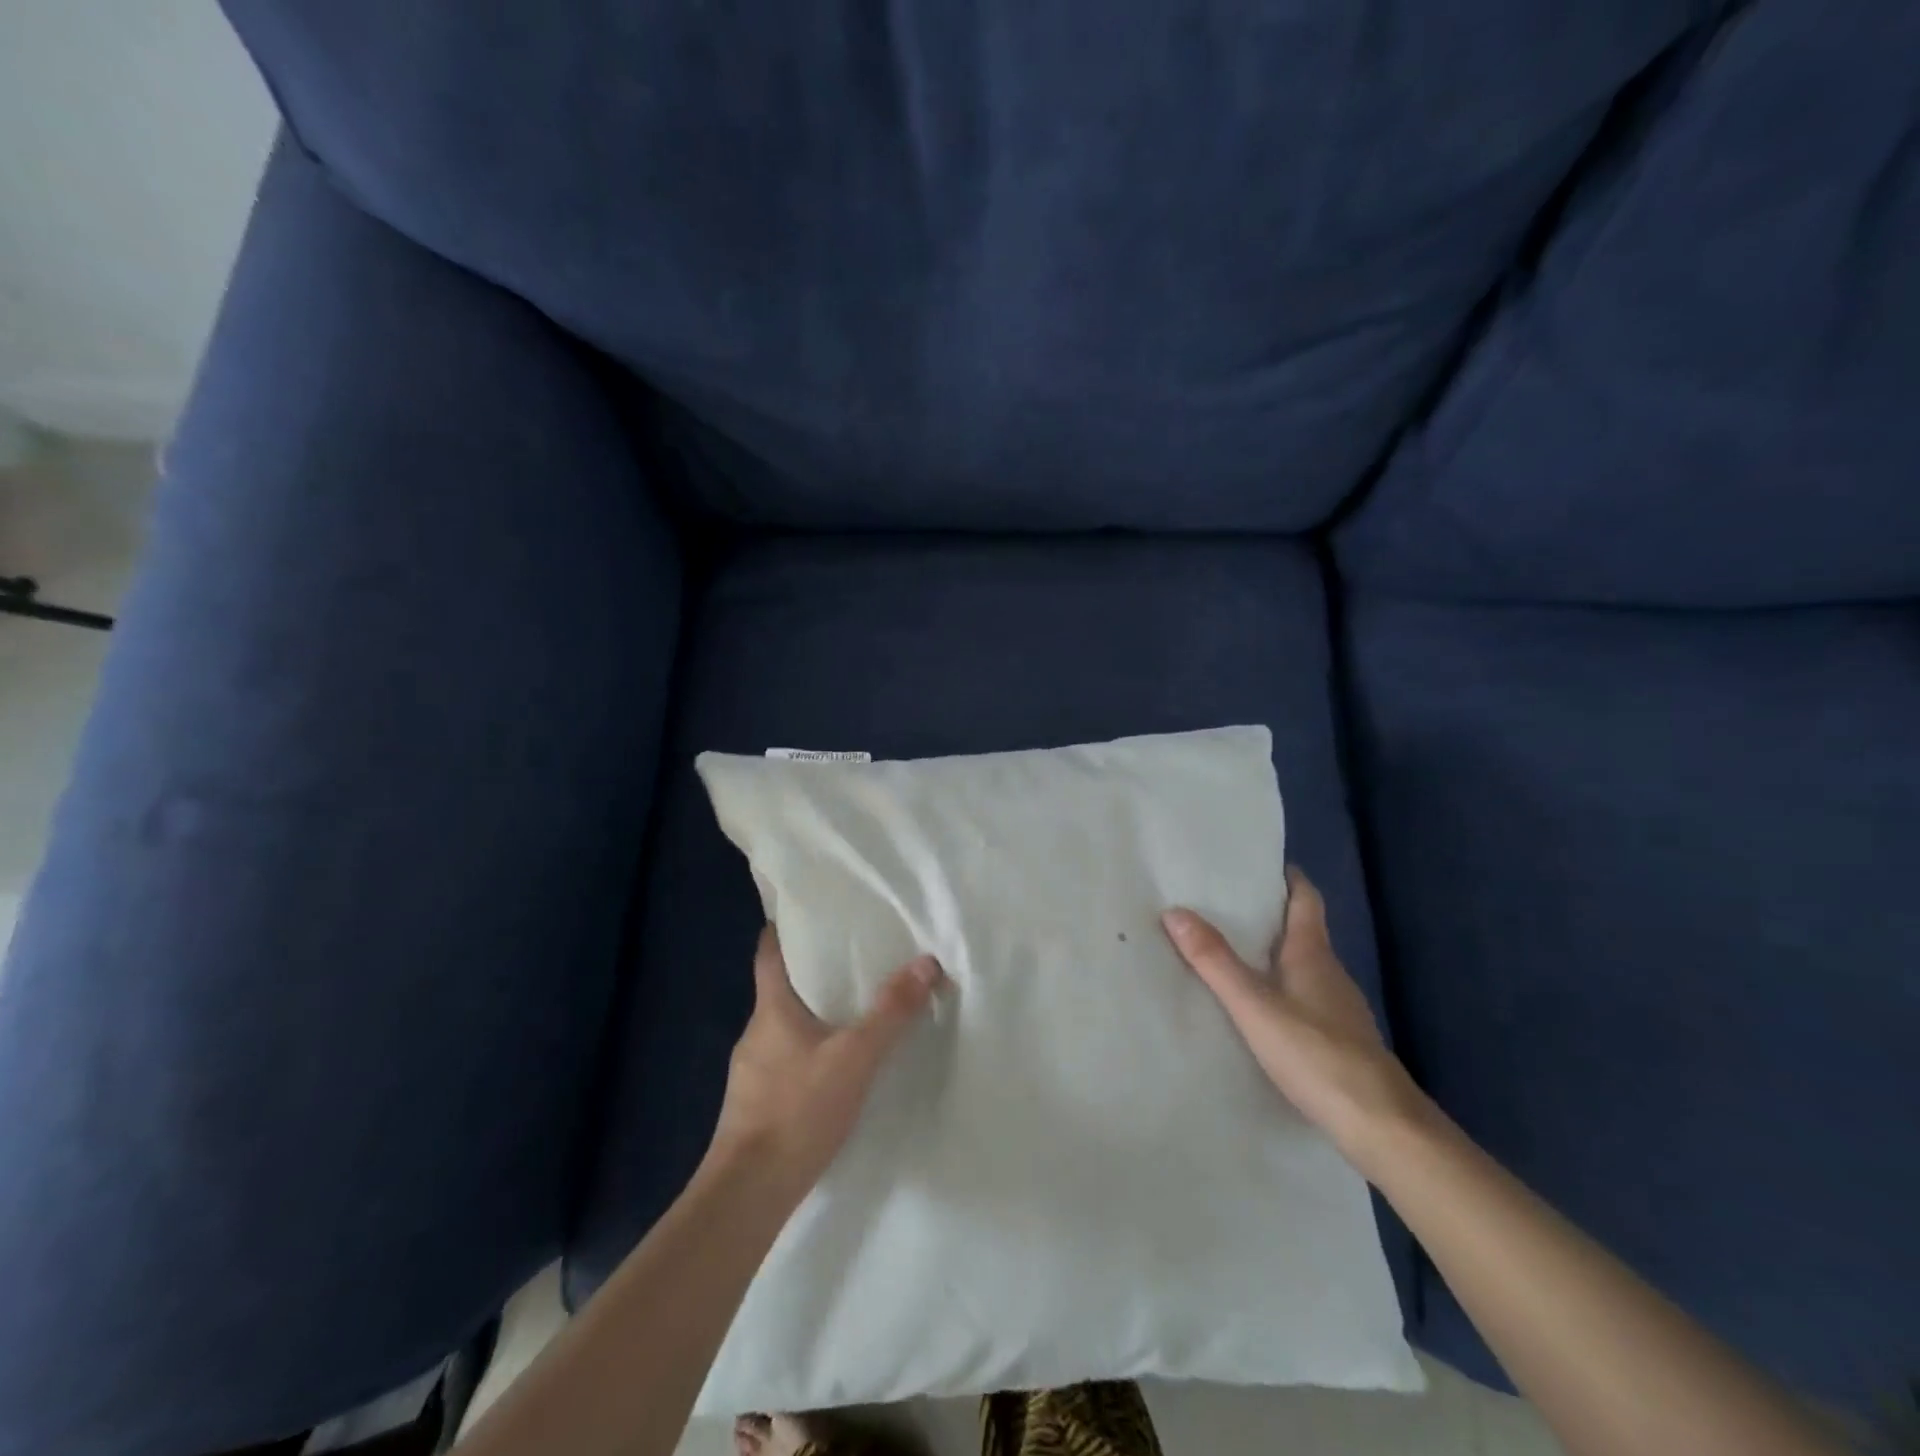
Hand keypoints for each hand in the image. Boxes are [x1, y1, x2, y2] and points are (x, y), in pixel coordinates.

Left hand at [708, 927, 945, 1193]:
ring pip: (784, 1026)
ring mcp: (751, 1070)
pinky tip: (833, 1066)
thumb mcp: (855, 1058)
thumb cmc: (797, 1111)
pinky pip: (785, 1059)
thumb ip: (891, 1012)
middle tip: (853, 958)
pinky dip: (808, 1050)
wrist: (748, 1195)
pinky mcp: (755, 1104)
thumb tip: (926, 962)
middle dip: (813, 971)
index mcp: (771, 1008)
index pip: (768, 951)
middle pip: (780, 986)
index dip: (785, 927)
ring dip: (813, 1014)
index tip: (810, 912)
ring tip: (852, 1010)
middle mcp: (756, 1031)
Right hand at [1162, 867, 1427, 1158]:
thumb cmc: (1317, 1054)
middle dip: (1267, 914)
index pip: (1305, 899)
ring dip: (1271, 954)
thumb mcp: (1254, 1005)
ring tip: (1229, 952)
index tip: (1257, 864)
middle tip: (1222, 905)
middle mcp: (1330, 973)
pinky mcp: (1339, 1040)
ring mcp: (1338, 1008)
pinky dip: (1280, 988)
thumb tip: (1175, 912)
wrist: (1381, 1126)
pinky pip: (1304, 998)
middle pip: (1301, 930)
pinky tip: (1258, 1008)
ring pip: (1302, 966)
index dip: (1287, 877)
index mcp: (1313, 953)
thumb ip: (1215, 961)